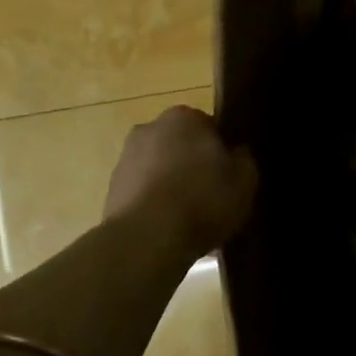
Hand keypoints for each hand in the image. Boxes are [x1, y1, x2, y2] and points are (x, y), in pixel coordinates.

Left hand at [103, 106, 257, 255]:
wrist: (148, 238)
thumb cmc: (203, 200)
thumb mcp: (245, 181)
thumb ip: (245, 160)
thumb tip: (238, 152)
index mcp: (184, 117)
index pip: (210, 126)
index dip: (222, 150)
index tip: (230, 173)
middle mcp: (150, 128)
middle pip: (181, 144)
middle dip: (193, 163)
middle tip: (212, 192)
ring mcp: (125, 158)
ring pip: (159, 167)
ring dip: (172, 183)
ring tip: (190, 215)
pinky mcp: (111, 189)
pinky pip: (143, 191)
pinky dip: (155, 203)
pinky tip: (169, 227)